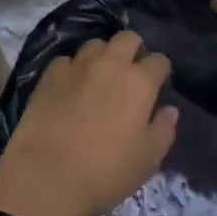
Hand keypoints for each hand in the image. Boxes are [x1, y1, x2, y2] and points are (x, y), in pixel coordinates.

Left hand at [0, 32, 178, 215]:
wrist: (46, 177)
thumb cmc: (105, 173)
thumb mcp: (147, 161)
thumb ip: (164, 130)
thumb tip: (170, 110)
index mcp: (139, 83)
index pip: (159, 61)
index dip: (161, 71)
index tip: (158, 84)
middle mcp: (110, 64)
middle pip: (128, 38)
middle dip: (134, 49)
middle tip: (131, 73)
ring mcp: (77, 65)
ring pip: (96, 44)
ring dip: (103, 55)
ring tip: (99, 77)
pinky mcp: (50, 74)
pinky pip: (67, 60)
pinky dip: (73, 69)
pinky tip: (70, 87)